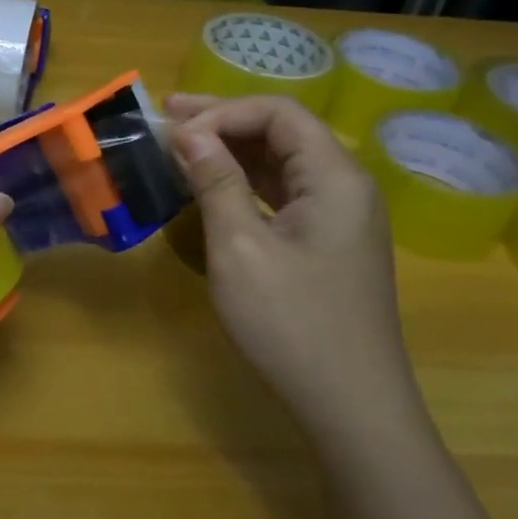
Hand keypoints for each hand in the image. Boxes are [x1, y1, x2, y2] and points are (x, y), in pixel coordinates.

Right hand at [169, 94, 421, 433]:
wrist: (351, 405)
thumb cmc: (291, 324)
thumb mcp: (241, 248)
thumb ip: (215, 182)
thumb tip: (188, 133)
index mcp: (335, 177)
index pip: (279, 113)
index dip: (222, 112)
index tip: (174, 133)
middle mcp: (346, 186)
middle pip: (283, 132)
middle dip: (223, 121)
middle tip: (166, 115)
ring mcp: (340, 217)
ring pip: (283, 164)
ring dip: (231, 151)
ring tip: (180, 144)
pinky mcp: (329, 244)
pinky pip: (285, 195)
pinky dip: (246, 184)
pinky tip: (213, 187)